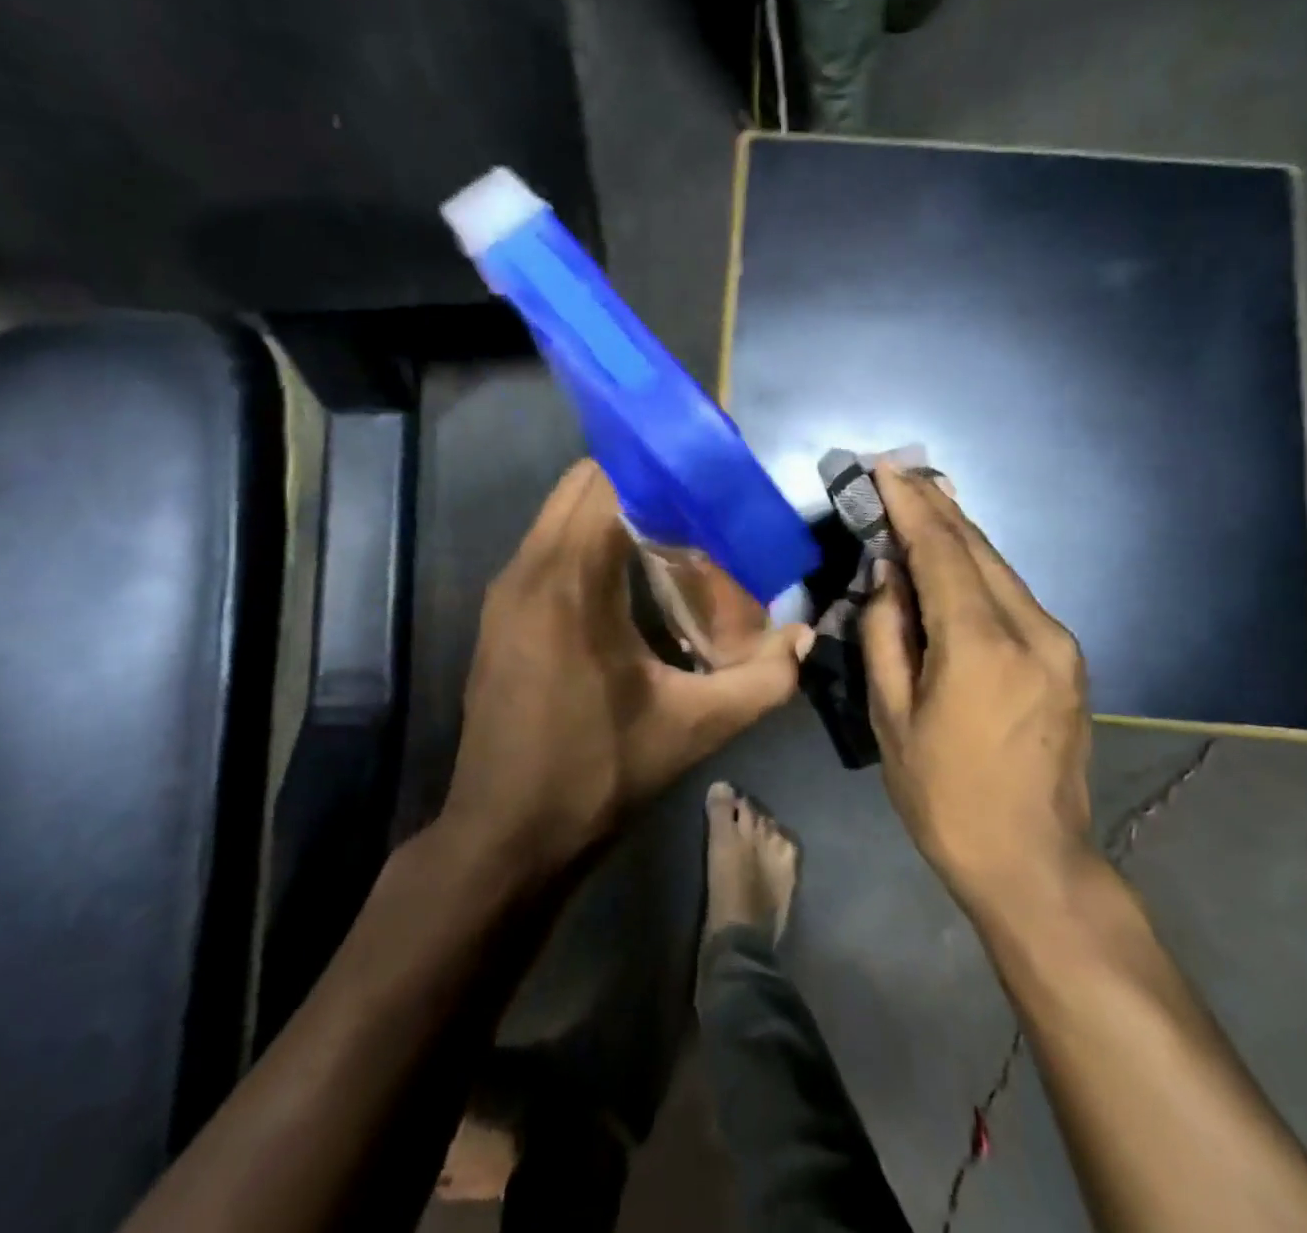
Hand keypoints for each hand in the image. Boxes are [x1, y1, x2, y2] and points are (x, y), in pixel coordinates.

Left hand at [440, 460, 812, 877]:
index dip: (662, 470)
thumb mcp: (692, 729)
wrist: (504, 837)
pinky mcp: (499, 614)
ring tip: (674, 536)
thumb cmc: (594, 776)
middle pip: (582, 485)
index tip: (711, 480)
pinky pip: (548, 546)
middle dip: (642, 482)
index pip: (610, 481)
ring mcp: (505, 590)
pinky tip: (630, 578)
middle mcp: (528, 568)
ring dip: (614, 511)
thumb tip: (807, 636)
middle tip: (700, 507)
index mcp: (569, 581)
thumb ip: (762, 679)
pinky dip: (589, 540)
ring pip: (560, 513)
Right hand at [862, 465, 1094, 915]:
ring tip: (923, 501)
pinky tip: (955, 559)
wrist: (1034, 863)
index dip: (911, 506)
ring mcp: (1059, 643)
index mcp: (980, 645)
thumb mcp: (892, 716)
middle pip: (977, 548)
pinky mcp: (1067, 659)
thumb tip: (888, 574)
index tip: (886, 468)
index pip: (942, 551)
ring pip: (999, 569)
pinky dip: (978, 569)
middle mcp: (1031, 629)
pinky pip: (1013, 596)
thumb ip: (886, 634)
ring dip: (958, 535)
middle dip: (936, 507)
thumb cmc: (944, 796)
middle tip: (901, 473)